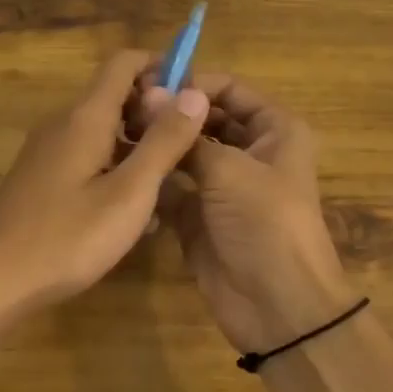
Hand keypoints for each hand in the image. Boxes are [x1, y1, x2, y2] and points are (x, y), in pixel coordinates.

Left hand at [0, 49, 209, 327]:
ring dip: (140, 142)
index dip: (163, 67)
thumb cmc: (66, 238)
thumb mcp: (129, 193)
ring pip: (104, 129)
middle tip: (191, 146)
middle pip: (115, 94)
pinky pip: (89, 155)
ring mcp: (50, 152)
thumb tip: (194, 93)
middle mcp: (64, 124)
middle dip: (156, 110)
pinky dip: (117, 166)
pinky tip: (135, 208)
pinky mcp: (43, 178)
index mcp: (85, 117)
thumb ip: (163, 142)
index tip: (194, 98)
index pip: (125, 62)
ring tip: (172, 179)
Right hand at [139, 72, 354, 354]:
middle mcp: (250, 152)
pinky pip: (172, 188)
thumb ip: (186, 135)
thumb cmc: (265, 224)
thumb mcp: (229, 170)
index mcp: (274, 131)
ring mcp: (223, 186)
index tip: (148, 84)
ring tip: (114, 133)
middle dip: (170, 115)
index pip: (230, 90)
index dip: (192, 84)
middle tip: (124, 109)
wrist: (278, 307)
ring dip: (158, 145)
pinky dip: (152, 179)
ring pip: (186, 153)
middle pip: (205, 119)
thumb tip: (150, 95)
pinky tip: (120, 168)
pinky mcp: (199, 216)